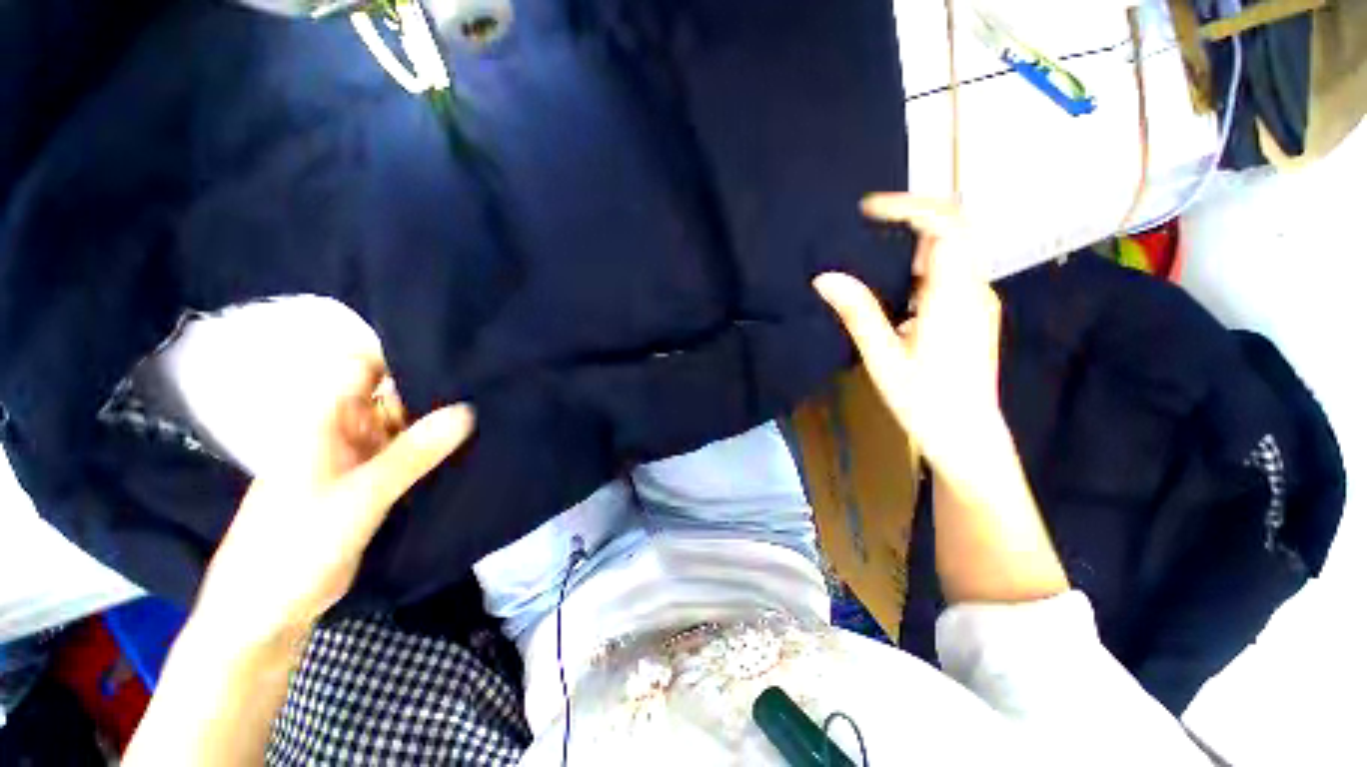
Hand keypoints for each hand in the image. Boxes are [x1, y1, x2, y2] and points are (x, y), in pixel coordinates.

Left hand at [192, 358, 474, 646]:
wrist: (267, 611)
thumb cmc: (294, 545)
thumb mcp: (359, 496)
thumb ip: (413, 453)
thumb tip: (468, 410)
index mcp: (325, 419)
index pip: (364, 364)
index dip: (403, 351)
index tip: (455, 350)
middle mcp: (345, 429)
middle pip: (393, 393)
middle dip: (435, 388)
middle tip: (487, 383)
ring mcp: (361, 457)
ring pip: (406, 425)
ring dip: (439, 421)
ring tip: (490, 409)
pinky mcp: (374, 482)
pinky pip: (410, 455)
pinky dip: (436, 450)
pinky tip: (470, 446)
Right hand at [814, 195, 1005, 488]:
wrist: (966, 436)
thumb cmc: (924, 401)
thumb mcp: (882, 357)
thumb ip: (857, 313)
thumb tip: (824, 278)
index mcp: (953, 296)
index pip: (946, 226)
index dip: (909, 207)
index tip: (869, 209)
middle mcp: (974, 289)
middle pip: (954, 229)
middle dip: (911, 218)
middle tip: (867, 227)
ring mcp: (977, 300)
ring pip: (952, 250)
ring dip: (913, 243)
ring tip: (871, 252)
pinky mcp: (973, 313)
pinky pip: (950, 272)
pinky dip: (920, 265)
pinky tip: (893, 285)